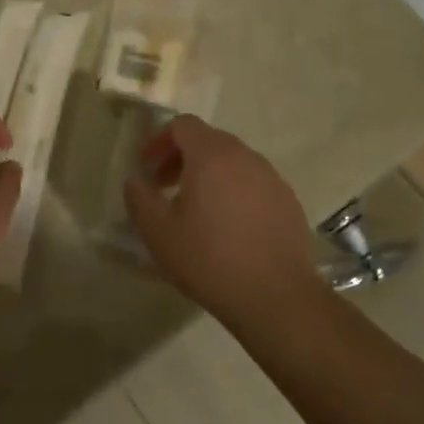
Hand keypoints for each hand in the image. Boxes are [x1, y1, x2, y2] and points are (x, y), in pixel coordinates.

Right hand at [123, 117, 320, 326]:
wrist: (277, 298)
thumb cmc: (210, 260)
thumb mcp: (158, 232)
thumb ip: (139, 198)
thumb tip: (136, 181)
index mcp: (211, 155)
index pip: (182, 125)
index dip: (159, 140)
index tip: (147, 167)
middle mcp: (245, 156)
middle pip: (208, 140)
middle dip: (181, 157)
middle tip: (164, 186)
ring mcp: (272, 178)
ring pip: (232, 162)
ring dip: (208, 174)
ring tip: (195, 209)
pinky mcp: (288, 202)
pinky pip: (253, 183)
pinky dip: (234, 191)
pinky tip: (228, 227)